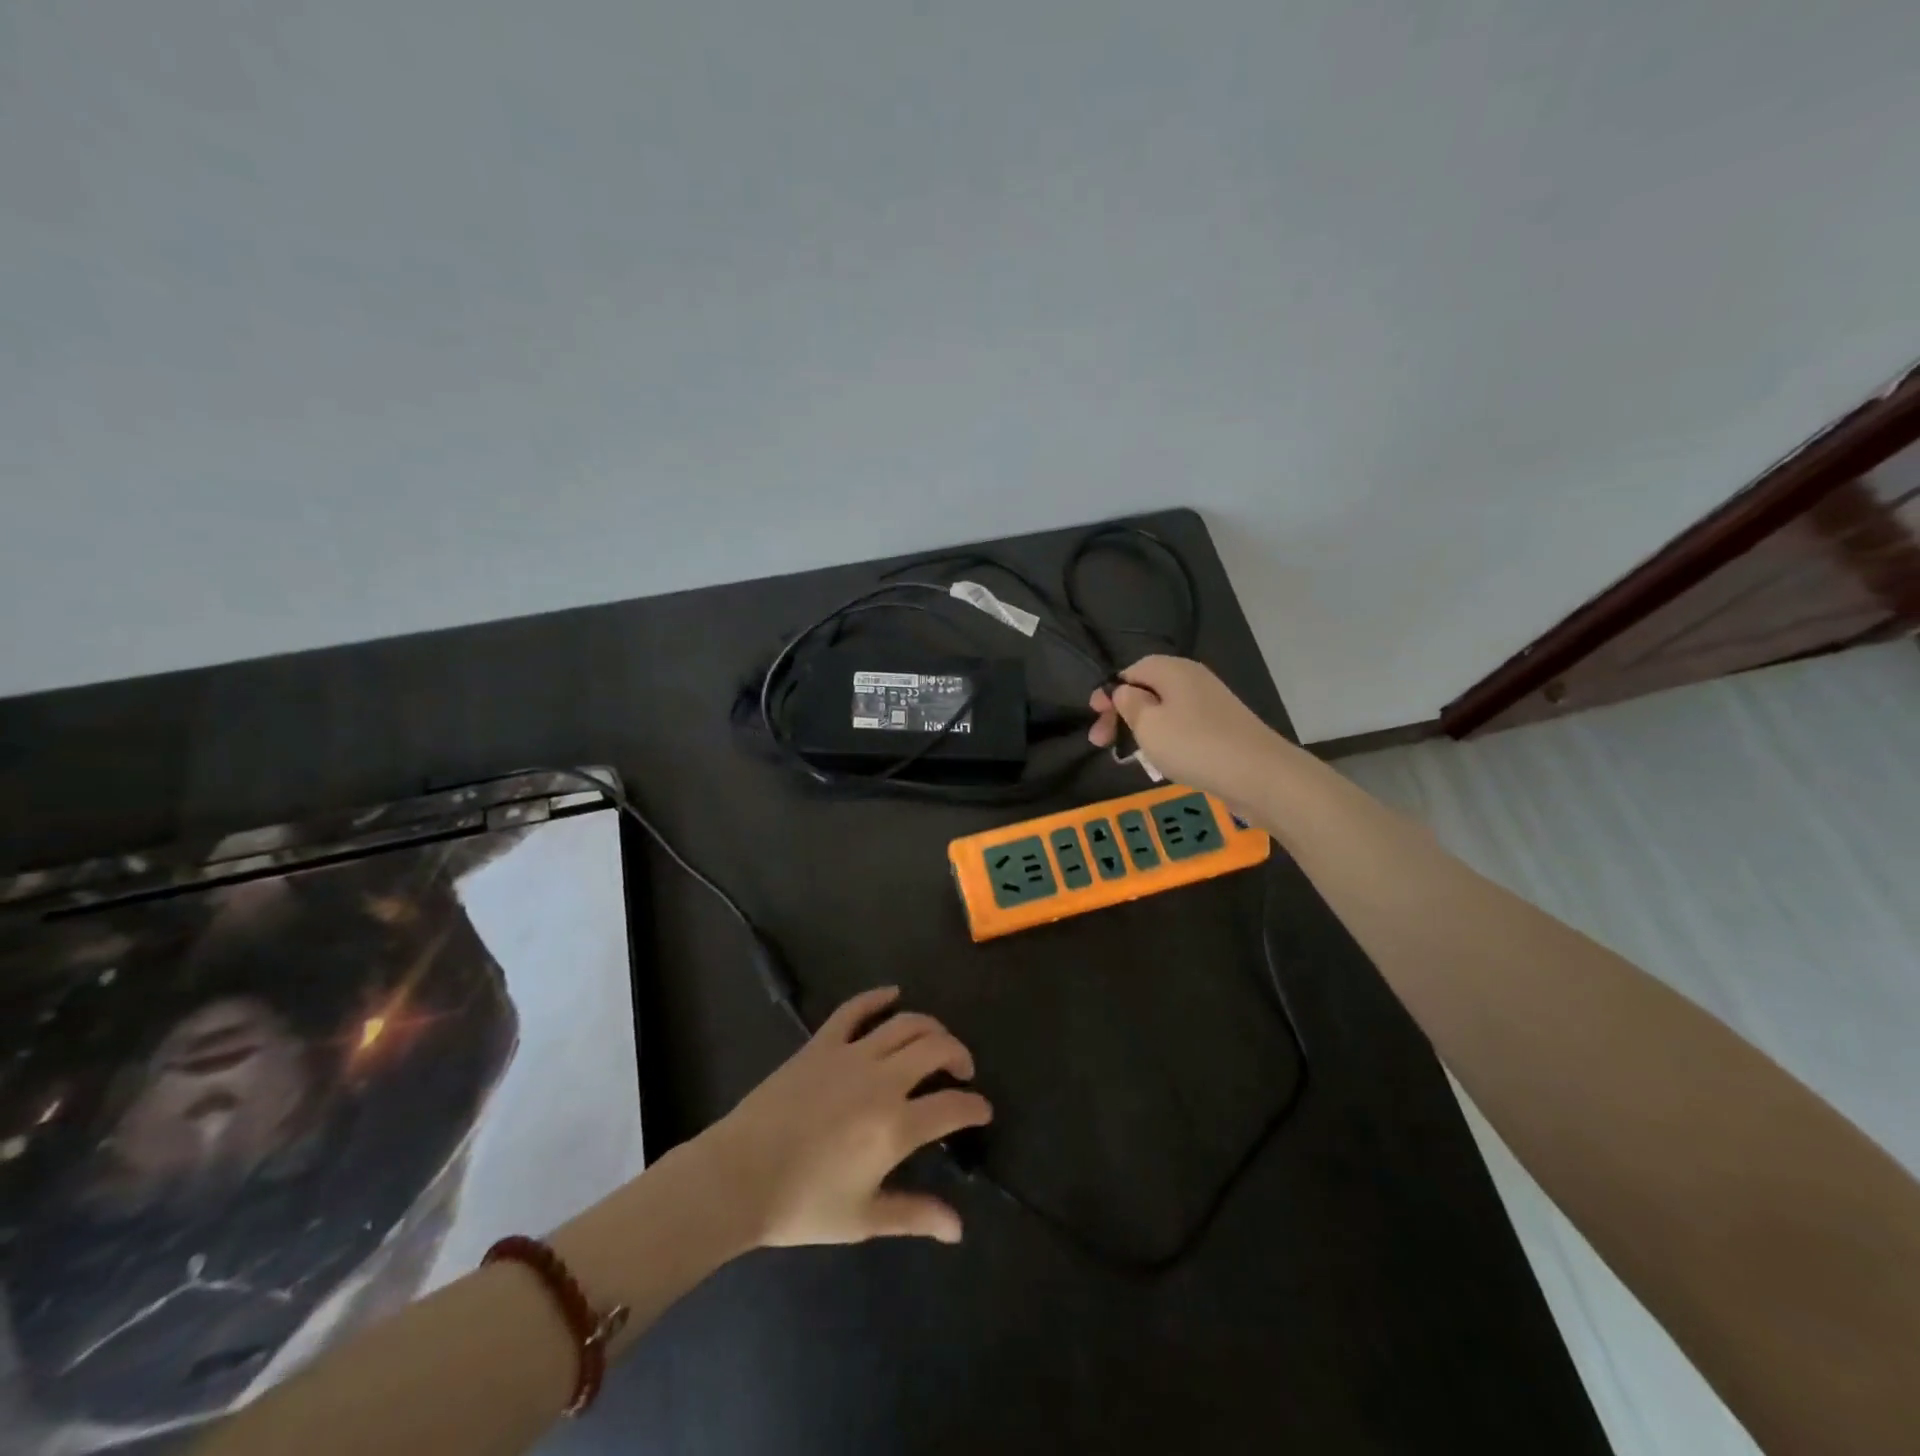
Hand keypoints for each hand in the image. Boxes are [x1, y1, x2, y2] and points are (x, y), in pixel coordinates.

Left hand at [698, 988, 992, 1247]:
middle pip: (937, 1048)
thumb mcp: (864, 1218)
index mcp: (896, 1126)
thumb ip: (915, 1215)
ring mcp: (851, 1054)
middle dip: (959, 1055)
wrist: (739, 1177)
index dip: (975, 1107)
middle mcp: (882, 1080)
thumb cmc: (803, 1204)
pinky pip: (855, 1009)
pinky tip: (893, 994)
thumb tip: (958, 1228)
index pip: (953, 1107)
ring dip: (930, 1027)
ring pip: (905, 1023)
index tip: (982, 1111)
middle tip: (962, 1071)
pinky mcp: (822, 1043)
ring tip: (936, 1041)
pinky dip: (877, 997)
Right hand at [1089, 655, 1286, 802]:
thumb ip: (1129, 703)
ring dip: (1142, 730)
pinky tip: (1162, 762)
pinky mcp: (1222, 728)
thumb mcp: (1148, 724)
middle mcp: (1193, 679)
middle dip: (1122, 714)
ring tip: (1130, 756)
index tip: (1095, 718)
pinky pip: (1183, 727)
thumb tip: (1124, 691)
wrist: (1259, 775)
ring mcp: (1211, 704)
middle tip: (1102, 743)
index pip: (1131, 670)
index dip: (1109, 692)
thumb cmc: (1194, 745)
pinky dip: (1166, 741)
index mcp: (1173, 670)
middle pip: (1148, 690)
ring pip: (1164, 711)